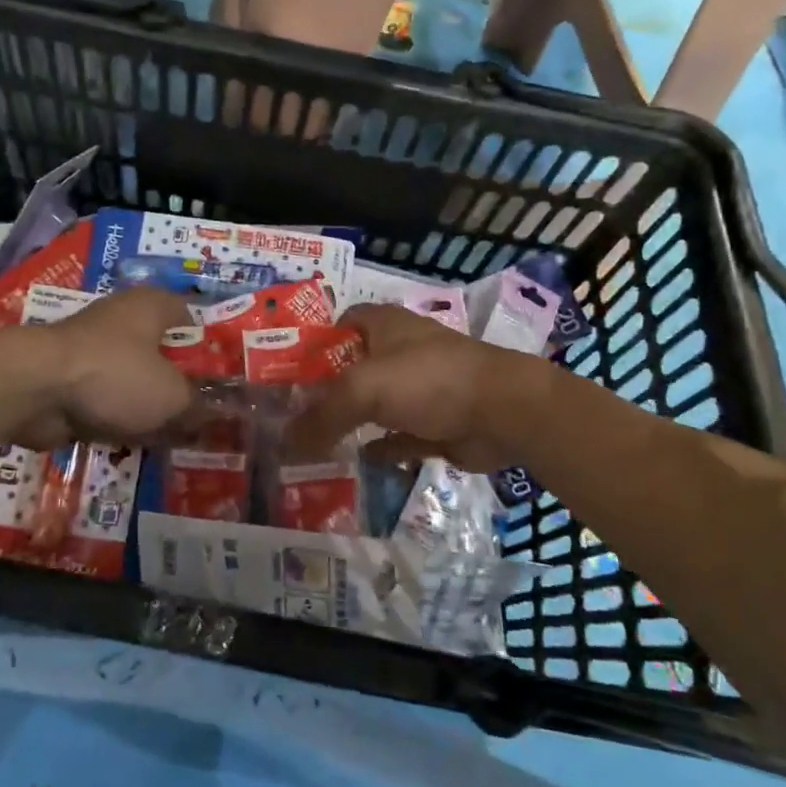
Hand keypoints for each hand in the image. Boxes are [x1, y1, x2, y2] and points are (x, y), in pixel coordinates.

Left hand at [7, 288, 196, 448]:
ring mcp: (93, 348)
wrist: (36, 388)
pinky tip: (139, 442)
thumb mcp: (171, 395)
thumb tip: (215, 414)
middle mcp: (123, 319)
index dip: (208, 342)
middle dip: (179, 379)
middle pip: (161, 349)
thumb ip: (196, 404)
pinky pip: (107, 398)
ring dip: (149, 402)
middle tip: (205, 410)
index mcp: (152, 306)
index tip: (224, 372)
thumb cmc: (115, 375)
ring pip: (133, 377)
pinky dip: (120, 416)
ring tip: (177, 433)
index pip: (190, 315)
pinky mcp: (71, 378)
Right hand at [286, 304, 543, 471]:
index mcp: (383, 324)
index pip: (337, 325)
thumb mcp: (364, 389)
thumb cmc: (428, 380)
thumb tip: (283, 442)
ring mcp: (420, 388)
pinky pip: (396, 437)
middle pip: (351, 369)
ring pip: (374, 405)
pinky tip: (353, 462)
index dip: (310, 345)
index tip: (282, 373)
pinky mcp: (435, 422)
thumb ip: (321, 415)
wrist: (503, 411)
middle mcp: (399, 351)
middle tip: (288, 417)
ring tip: (311, 445)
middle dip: (324, 391)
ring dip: (349, 423)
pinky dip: (377, 448)